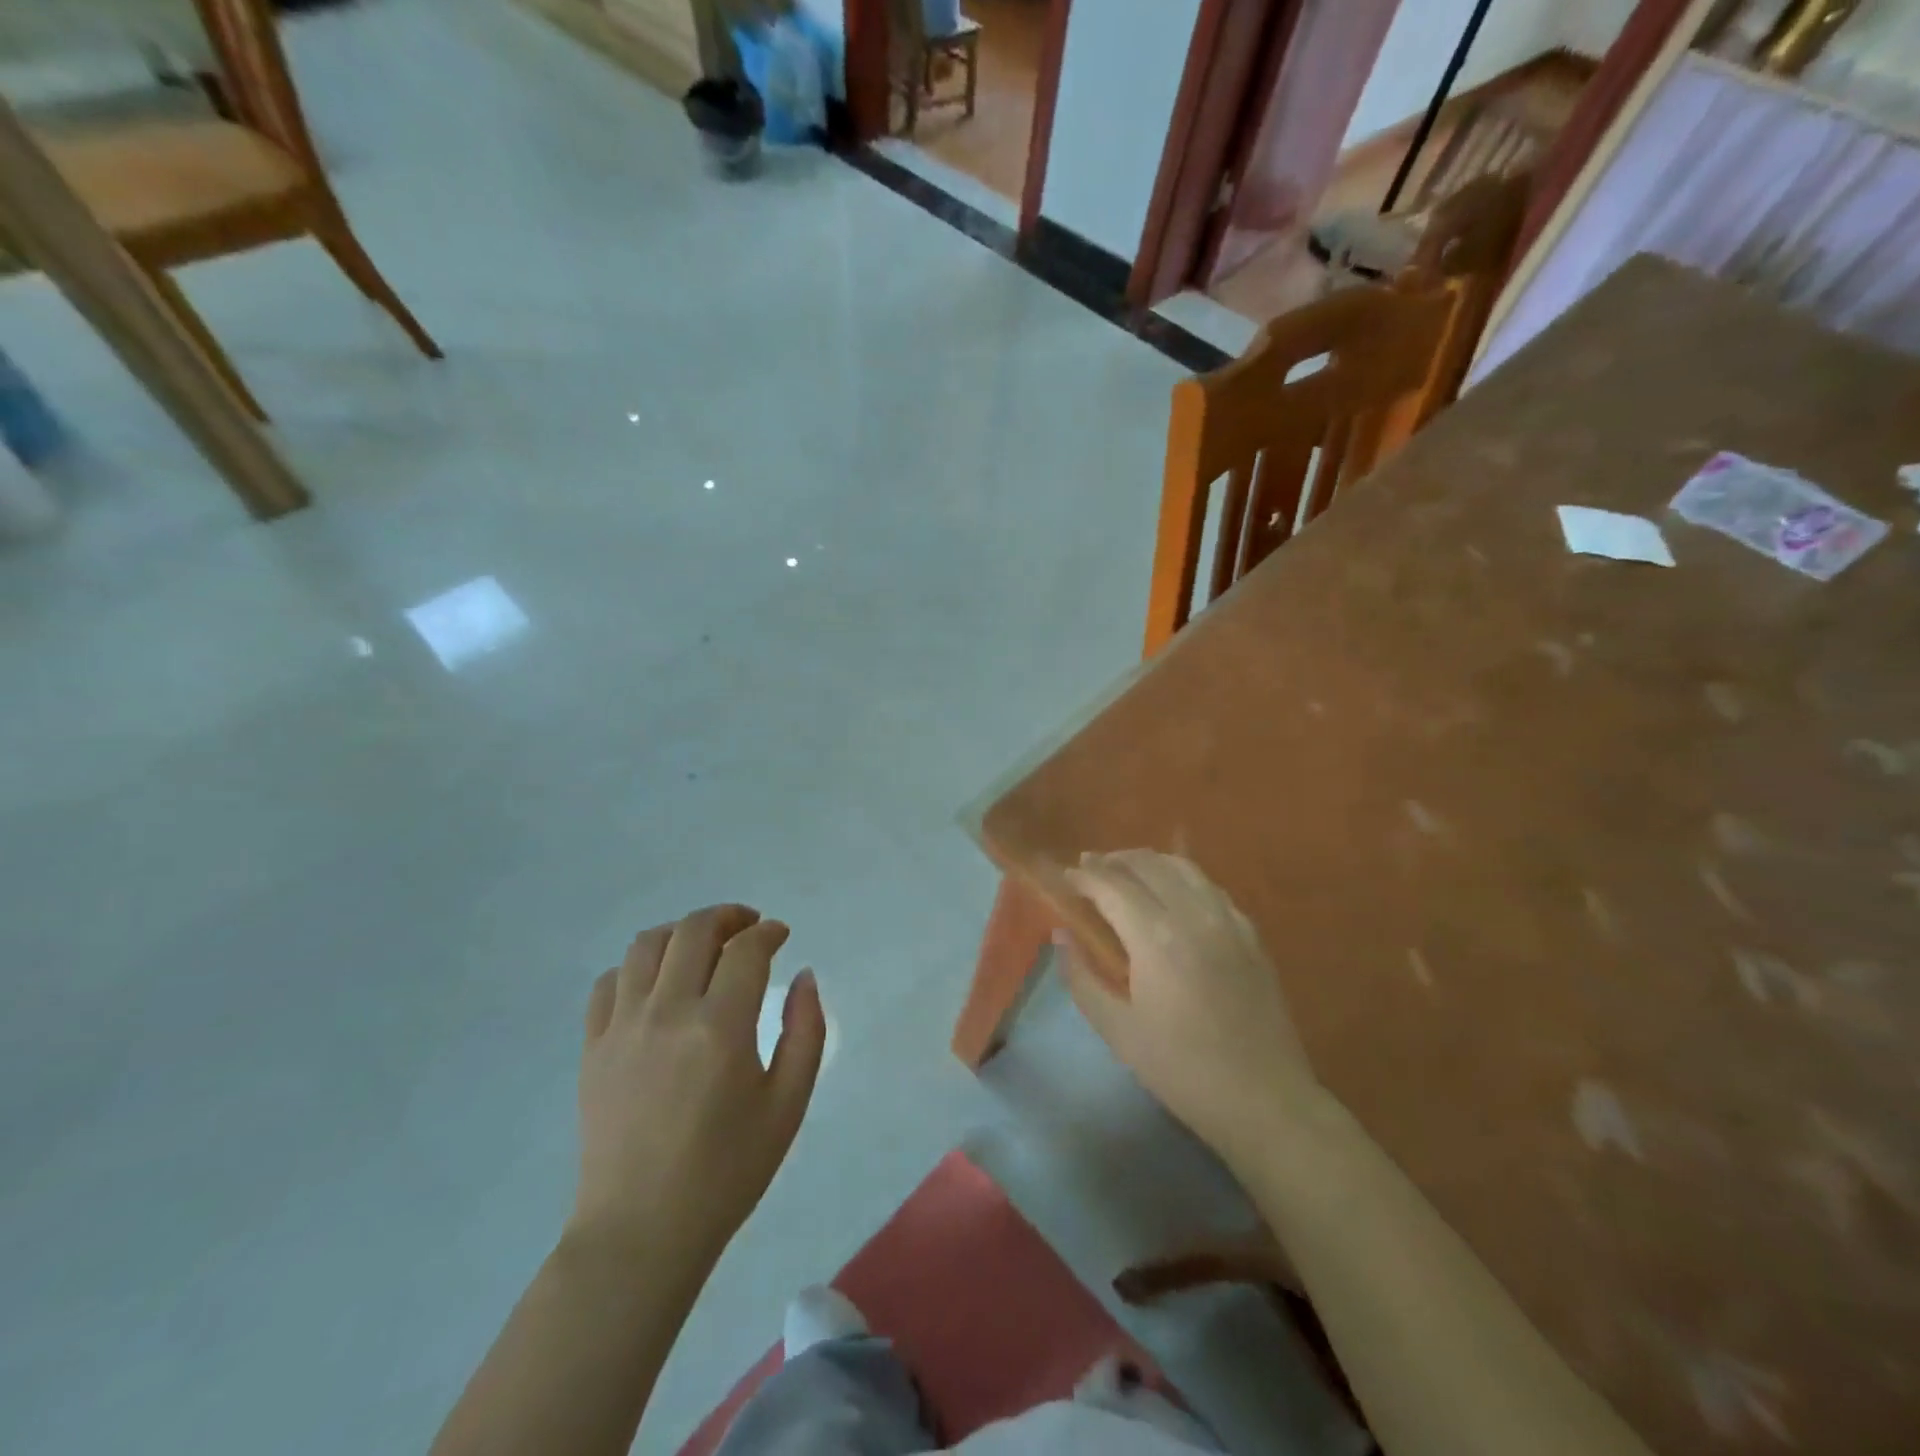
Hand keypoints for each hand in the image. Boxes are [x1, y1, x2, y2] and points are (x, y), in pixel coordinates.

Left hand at [568, 905, 825, 1258]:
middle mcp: (667, 1012)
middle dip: (728, 916)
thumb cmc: (727, 1171)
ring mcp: (622, 1027)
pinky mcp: (592, 1047)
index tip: (780, 935)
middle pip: (694, 931)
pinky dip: (637, 966)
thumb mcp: (788, 1104)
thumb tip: (804, 976)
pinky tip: (656, 984)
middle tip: (748, 928)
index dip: (768, 932)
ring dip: (681, 932)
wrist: (642, 1232)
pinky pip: (609, 982)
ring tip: (703, 946)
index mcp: (720, 1027)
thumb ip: (806, 1031)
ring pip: (647, 945)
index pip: (746, 950)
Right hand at [1058, 851, 1325, 1168]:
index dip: (1085, 876)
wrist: (1264, 1099)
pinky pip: (1210, 887)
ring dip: (1148, 861)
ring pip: (1183, 867)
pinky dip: (1182, 878)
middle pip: (1148, 865)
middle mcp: (1193, 915)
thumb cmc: (1182, 1069)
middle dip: (1113, 860)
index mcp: (1156, 938)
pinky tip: (1173, 893)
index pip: (1112, 885)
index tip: (1066, 877)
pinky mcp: (1251, 934)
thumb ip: (1082, 977)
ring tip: (1126, 870)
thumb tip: (1062, 935)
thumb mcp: (1118, 1031)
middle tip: (1089, 868)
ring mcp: (1228, 920)